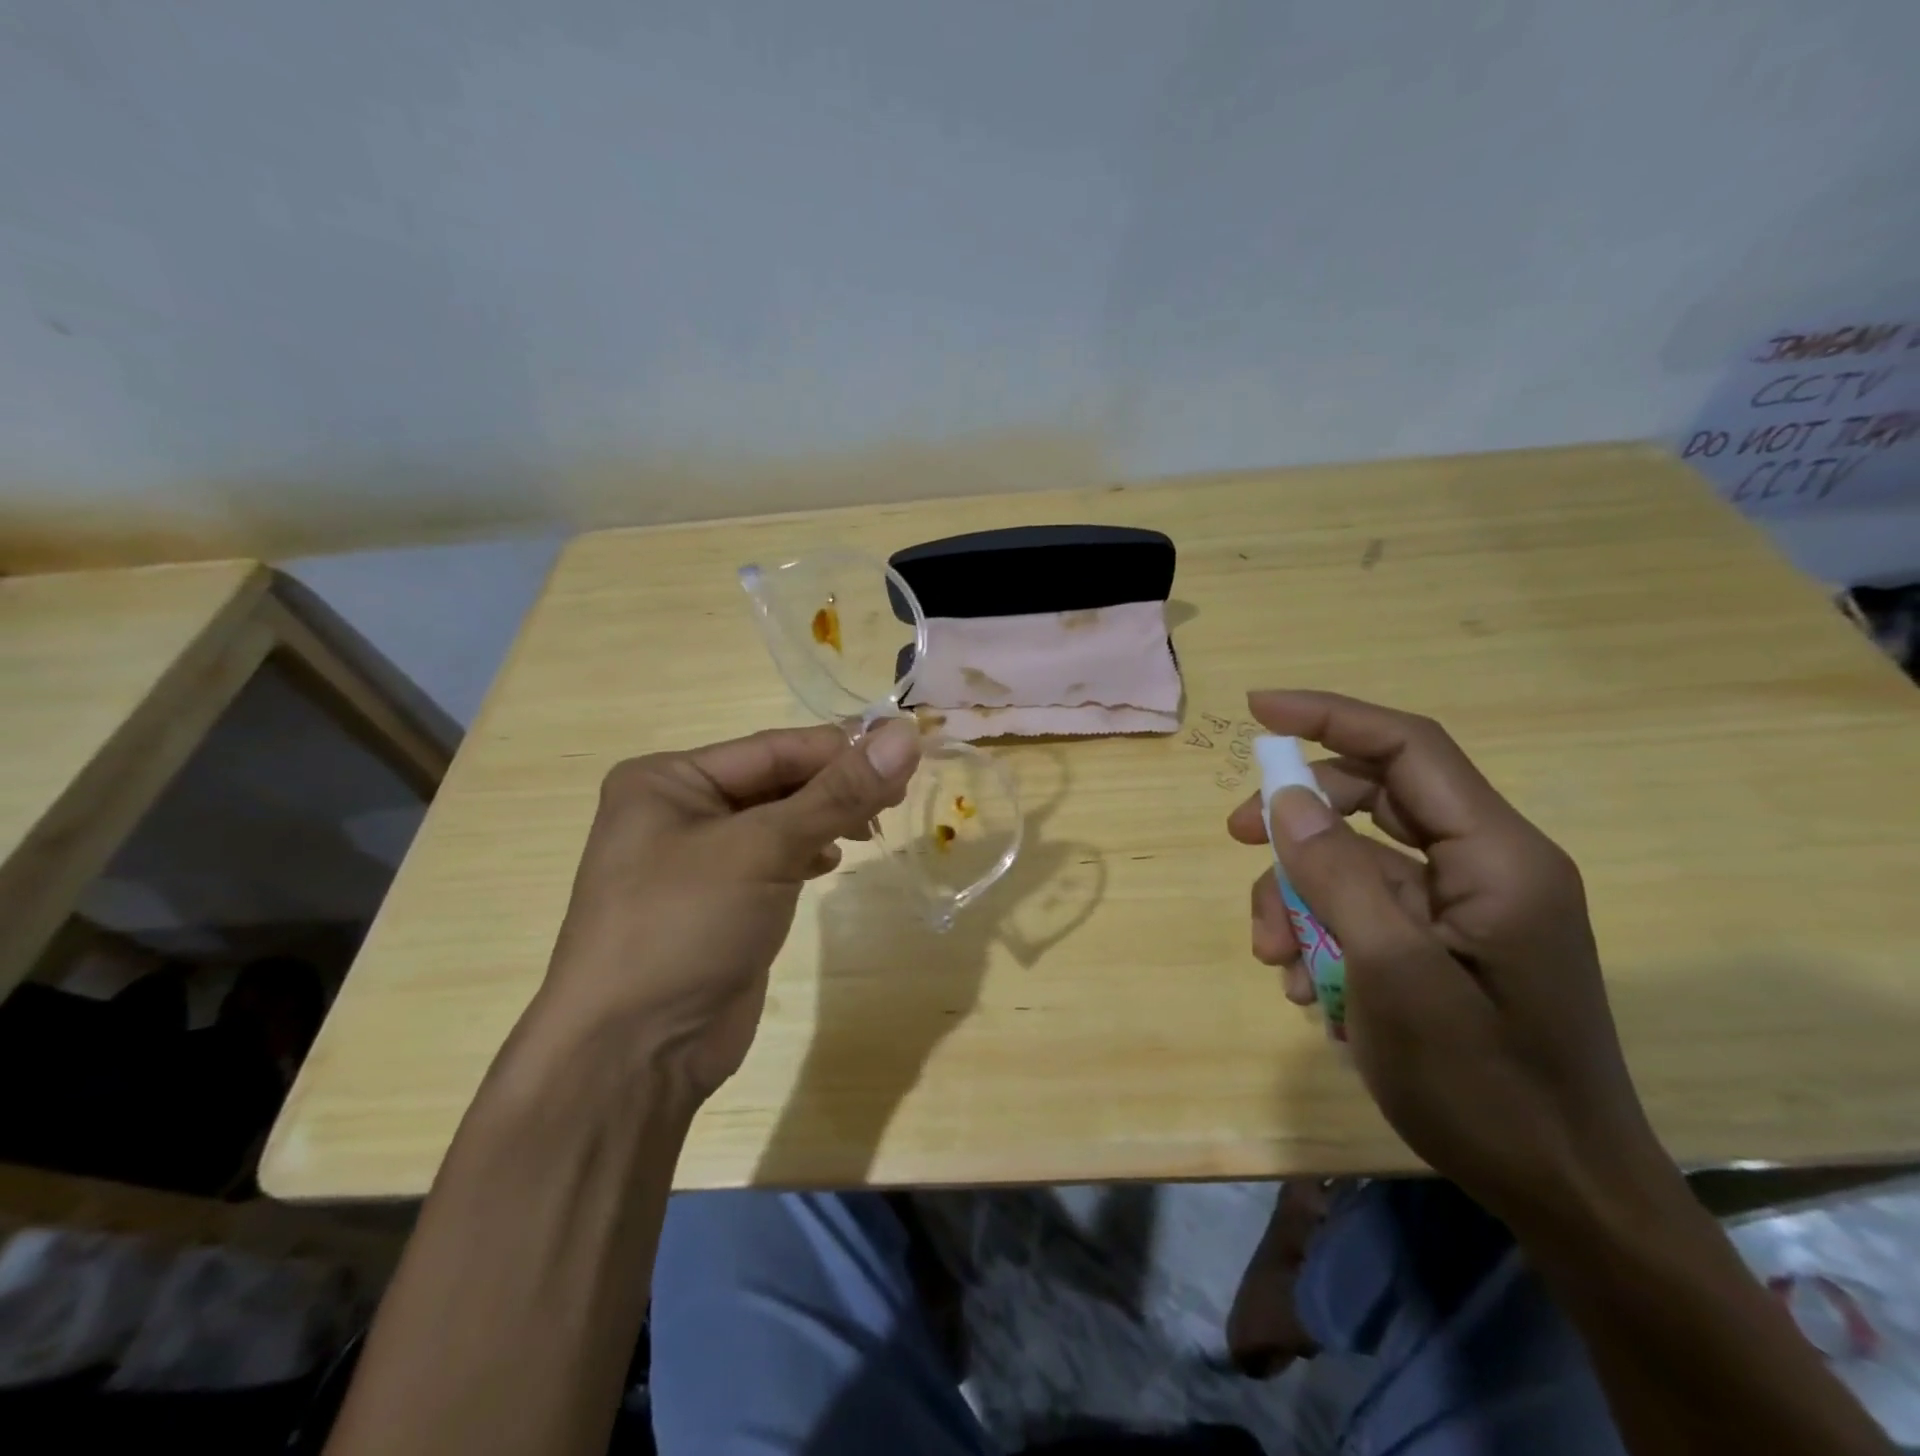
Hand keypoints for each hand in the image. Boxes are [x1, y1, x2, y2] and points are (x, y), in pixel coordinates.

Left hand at [533, 719, 919, 1098]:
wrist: (632, 1055)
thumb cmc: (684, 928)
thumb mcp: (762, 849)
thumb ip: (837, 793)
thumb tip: (905, 735)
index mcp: (669, 779)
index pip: (773, 748)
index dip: (841, 749)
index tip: (907, 754)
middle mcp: (679, 810)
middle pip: (777, 781)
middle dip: (836, 787)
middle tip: (899, 797)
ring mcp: (698, 860)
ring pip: (780, 820)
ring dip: (826, 819)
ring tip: (871, 830)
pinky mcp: (721, 902)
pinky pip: (774, 859)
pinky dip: (807, 853)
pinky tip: (831, 862)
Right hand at [1227, 690, 1674, 1228]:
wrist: (1561, 1193)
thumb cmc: (1484, 1086)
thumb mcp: (1393, 977)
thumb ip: (1338, 876)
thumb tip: (1285, 799)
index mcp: (1497, 857)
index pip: (1408, 748)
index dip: (1331, 717)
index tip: (1257, 710)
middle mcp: (1486, 865)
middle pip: (1374, 798)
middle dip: (1298, 818)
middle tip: (1235, 836)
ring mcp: (1464, 907)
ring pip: (1356, 859)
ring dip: (1300, 894)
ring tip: (1272, 957)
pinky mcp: (1443, 942)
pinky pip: (1365, 907)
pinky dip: (1321, 930)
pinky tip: (1303, 986)